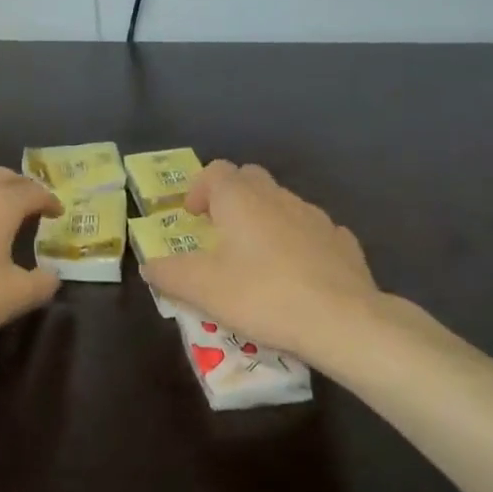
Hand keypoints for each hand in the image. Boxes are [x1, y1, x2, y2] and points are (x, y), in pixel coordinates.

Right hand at [141, 161, 398, 363]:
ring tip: (257, 258)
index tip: (192, 216)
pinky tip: (297, 274)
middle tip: (220, 231)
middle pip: (250, 179)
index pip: (216, 171)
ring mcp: (315, 217)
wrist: (343, 320)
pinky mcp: (342, 242)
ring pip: (282, 204)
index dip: (199, 188)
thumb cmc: (262, 295)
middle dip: (232, 198)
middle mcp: (278, 197)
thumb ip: (169, 274)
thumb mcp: (202, 290)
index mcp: (241, 199)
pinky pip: (312, 231)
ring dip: (265, 220)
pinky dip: (298, 242)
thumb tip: (150, 267)